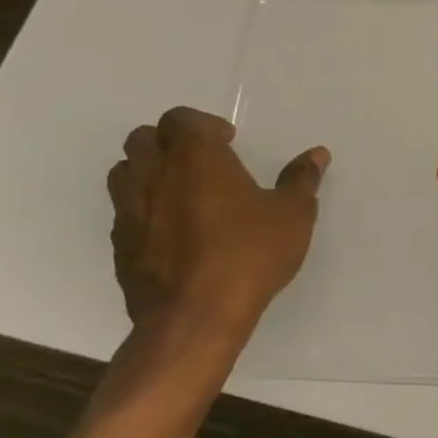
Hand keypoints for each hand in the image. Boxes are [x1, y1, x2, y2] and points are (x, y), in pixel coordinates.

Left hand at [107, 107, 328, 340]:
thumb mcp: (293, 214)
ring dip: (149, 172)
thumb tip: (317, 154)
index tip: (228, 143)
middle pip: (143, 138)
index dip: (203, 125)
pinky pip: (124, 212)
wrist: (195, 318)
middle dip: (170, 142)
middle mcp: (155, 176)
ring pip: (125, 173)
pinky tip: (174, 231)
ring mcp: (130, 212)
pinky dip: (144, 209)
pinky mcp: (119, 247)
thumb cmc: (249, 254)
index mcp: (196, 158)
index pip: (181, 119)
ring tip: (183, 192)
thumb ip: (301, 179)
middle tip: (203, 162)